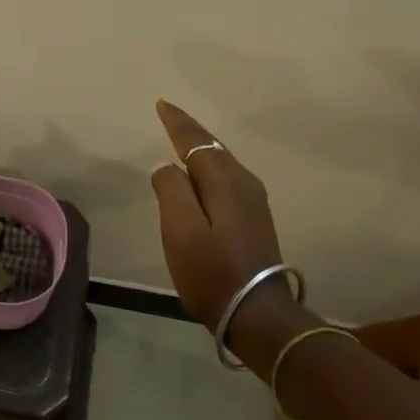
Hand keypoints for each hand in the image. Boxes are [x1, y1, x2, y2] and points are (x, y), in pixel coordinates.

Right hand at [150, 99, 284, 330]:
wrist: (258, 315)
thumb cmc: (213, 271)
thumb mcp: (181, 230)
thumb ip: (171, 190)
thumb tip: (166, 165)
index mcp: (225, 181)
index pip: (197, 141)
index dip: (178, 123)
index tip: (162, 104)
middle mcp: (244, 184)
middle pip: (213, 148)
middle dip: (191, 131)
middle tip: (169, 116)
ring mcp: (254, 202)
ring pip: (222, 163)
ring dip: (201, 148)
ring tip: (182, 140)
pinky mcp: (254, 220)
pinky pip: (227, 179)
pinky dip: (210, 168)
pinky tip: (202, 176)